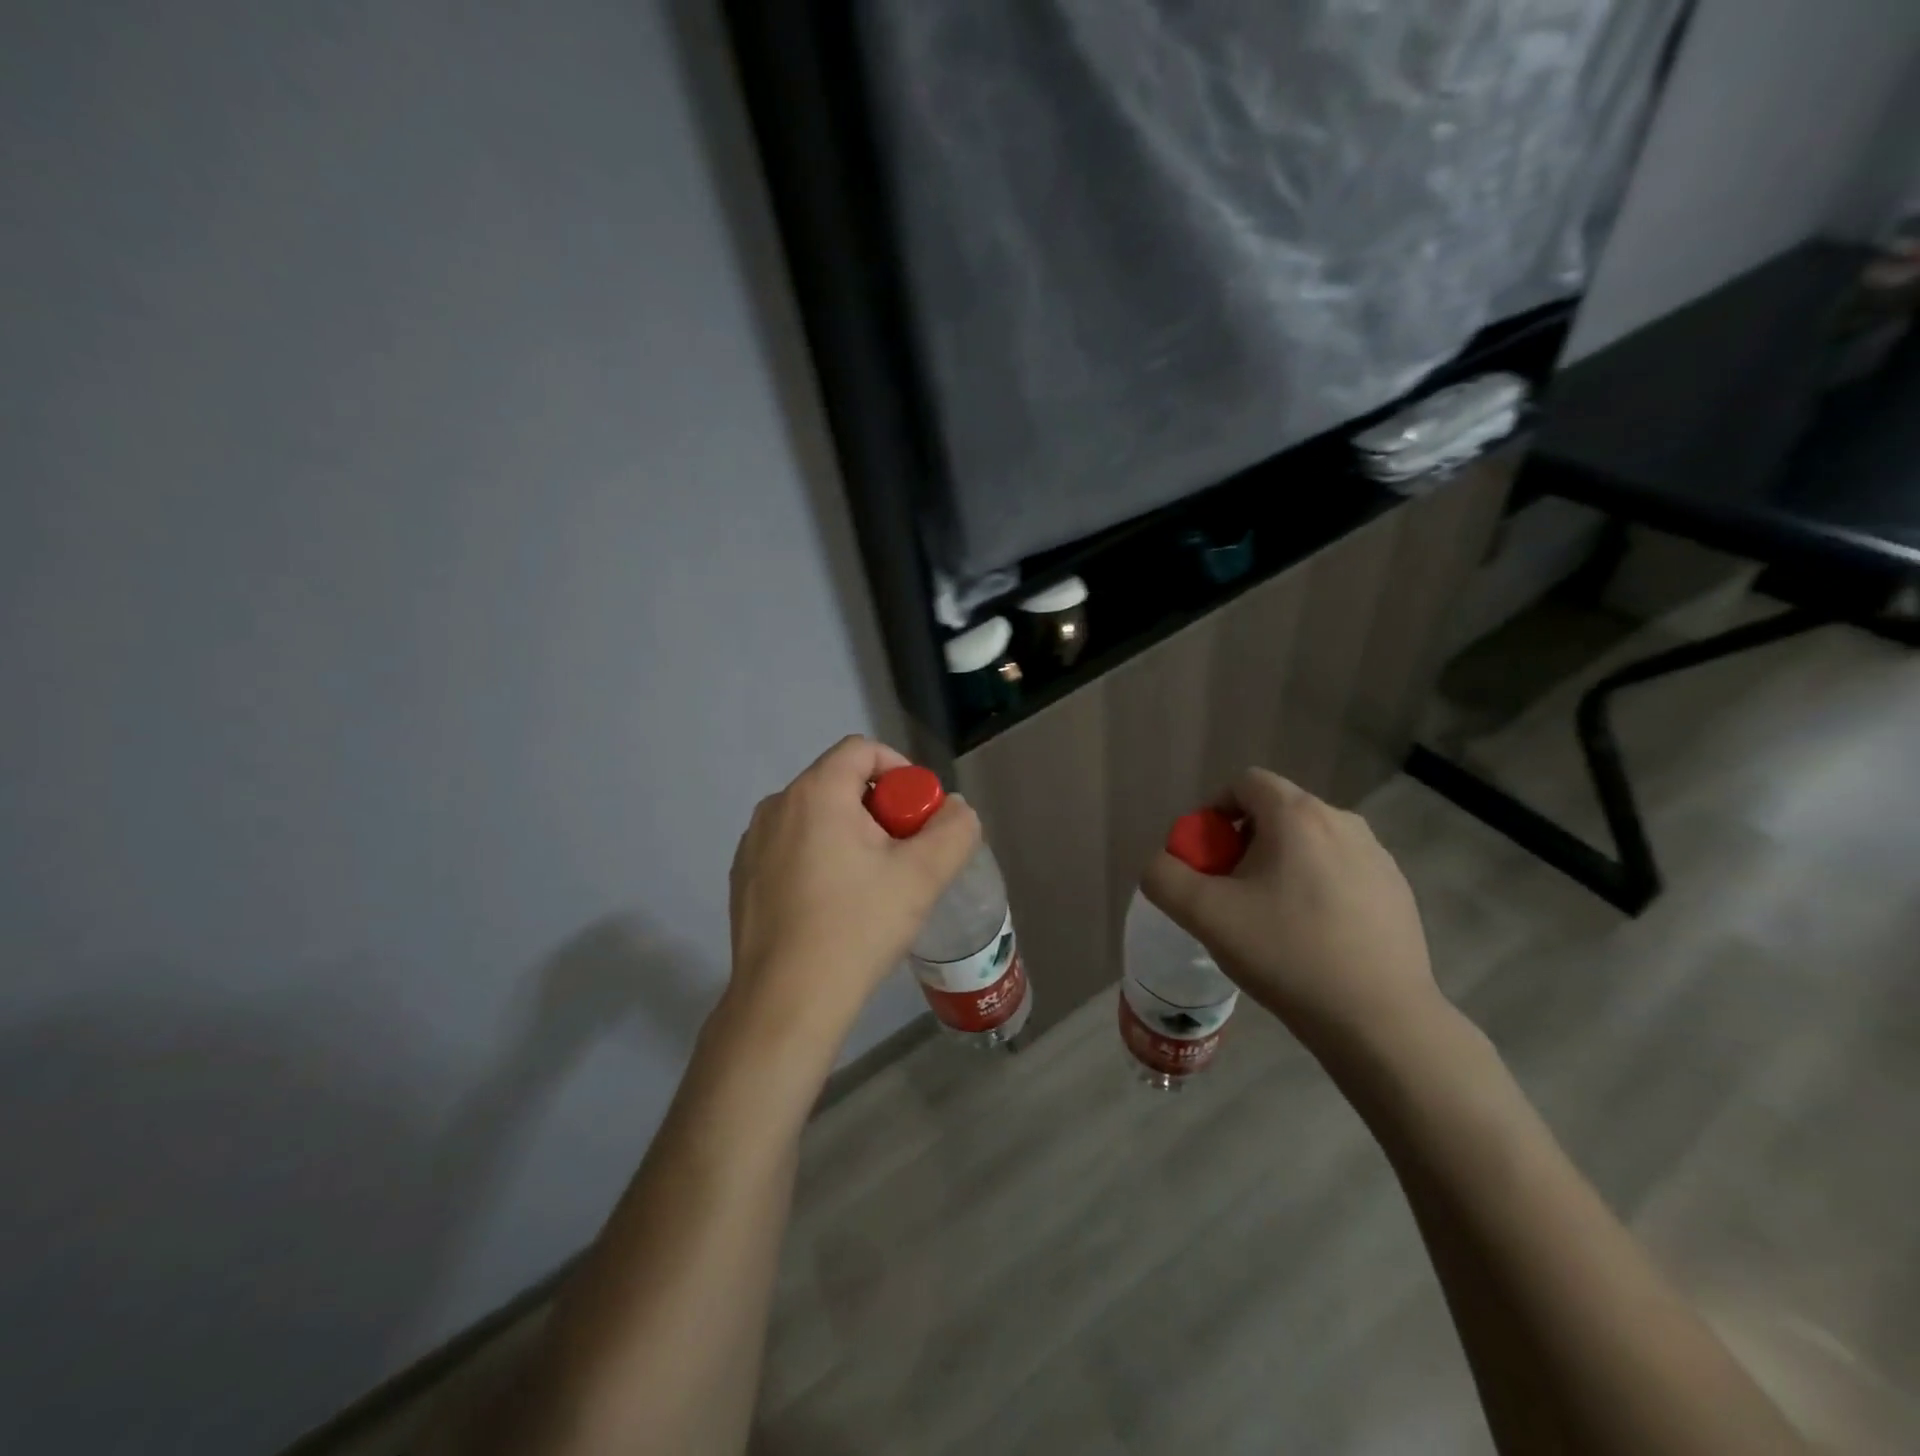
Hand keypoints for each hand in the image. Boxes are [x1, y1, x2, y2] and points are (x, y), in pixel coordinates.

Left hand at [725, 736, 979, 1045]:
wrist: (786, 1003)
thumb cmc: (856, 928)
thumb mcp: (922, 877)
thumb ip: (954, 830)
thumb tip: (955, 809)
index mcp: (815, 793)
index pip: (862, 750)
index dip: (901, 771)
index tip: (920, 815)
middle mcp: (776, 807)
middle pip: (839, 783)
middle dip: (880, 809)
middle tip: (904, 855)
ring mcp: (752, 844)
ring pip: (815, 818)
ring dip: (850, 835)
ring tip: (872, 885)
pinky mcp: (743, 878)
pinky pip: (790, 848)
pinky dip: (819, 859)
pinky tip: (834, 907)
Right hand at [1141, 768, 1441, 1053]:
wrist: (1379, 1021)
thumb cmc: (1287, 954)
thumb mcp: (1205, 915)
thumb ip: (1165, 877)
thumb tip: (1162, 864)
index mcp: (1297, 815)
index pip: (1245, 783)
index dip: (1214, 811)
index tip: (1207, 857)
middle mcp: (1342, 821)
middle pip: (1276, 813)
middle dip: (1244, 843)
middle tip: (1232, 893)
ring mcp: (1377, 856)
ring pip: (1310, 843)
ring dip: (1281, 865)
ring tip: (1272, 919)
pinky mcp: (1397, 890)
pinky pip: (1341, 870)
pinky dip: (1317, 887)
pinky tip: (1313, 937)